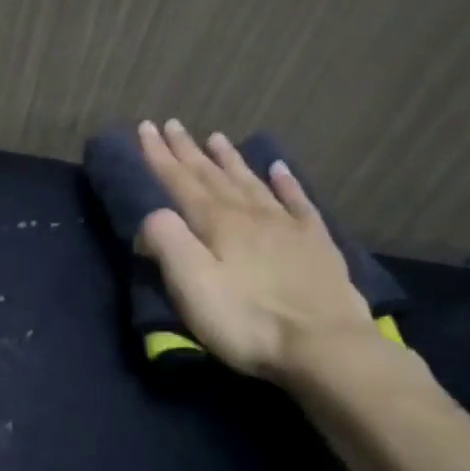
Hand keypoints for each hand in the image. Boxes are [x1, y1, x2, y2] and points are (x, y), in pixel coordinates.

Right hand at [136, 119, 378, 380]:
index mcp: (217, 223)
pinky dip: (285, 183)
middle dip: (189, 150)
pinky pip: (297, 202)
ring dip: (230, 160)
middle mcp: (251, 214)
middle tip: (172, 124)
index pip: (181, 181)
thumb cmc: (247, 320)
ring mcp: (287, 226)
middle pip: (213, 175)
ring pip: (251, 182)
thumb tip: (152, 214)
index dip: (160, 156)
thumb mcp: (192, 286)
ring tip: (215, 137)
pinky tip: (279, 169)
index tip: (145, 128)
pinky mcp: (315, 244)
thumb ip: (167, 243)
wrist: (324, 346)